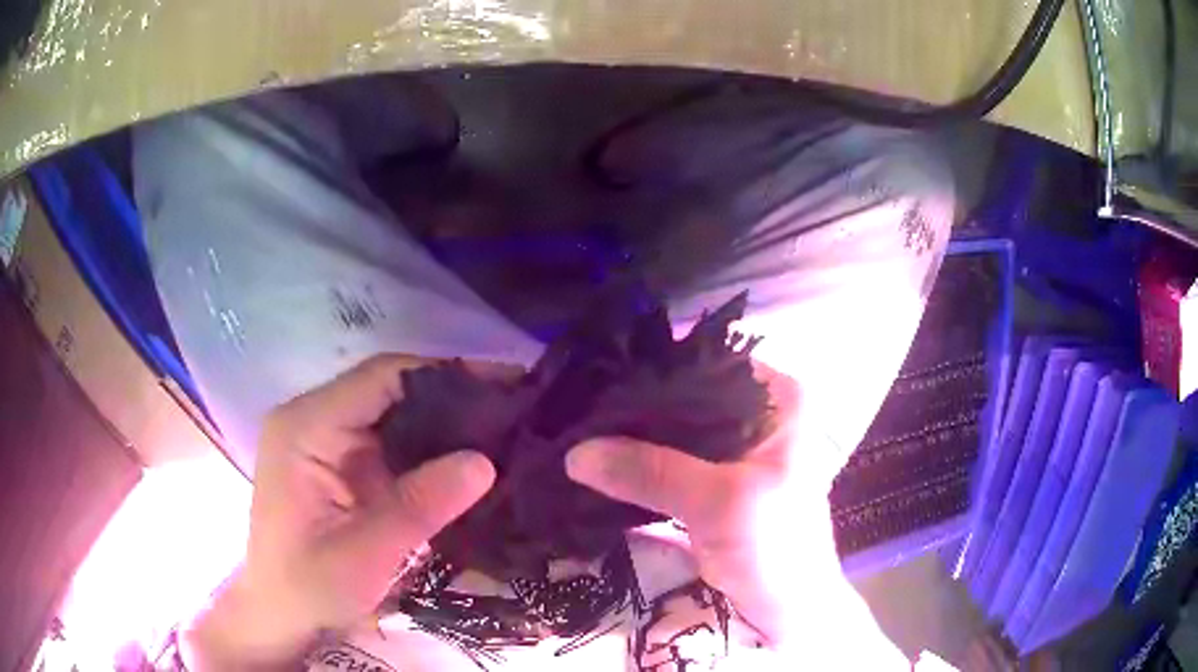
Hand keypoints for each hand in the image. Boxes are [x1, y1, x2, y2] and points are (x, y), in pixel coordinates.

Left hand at [184, 355, 495, 669]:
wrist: (281, 615)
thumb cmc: (309, 587)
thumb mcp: (363, 555)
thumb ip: (418, 507)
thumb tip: (485, 461)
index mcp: (306, 427)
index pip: (381, 377)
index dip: (446, 374)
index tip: (506, 385)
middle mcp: (314, 419)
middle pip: (390, 388)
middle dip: (453, 398)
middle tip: (516, 411)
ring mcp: (326, 440)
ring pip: (394, 413)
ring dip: (445, 423)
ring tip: (505, 432)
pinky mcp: (340, 462)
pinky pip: (391, 442)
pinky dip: (430, 449)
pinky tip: (468, 461)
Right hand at [566, 364, 908, 667]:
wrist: (787, 611)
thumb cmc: (777, 548)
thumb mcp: (720, 503)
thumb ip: (651, 472)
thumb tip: (576, 452)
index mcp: (779, 399)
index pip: (707, 364)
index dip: (655, 369)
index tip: (600, 378)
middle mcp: (758, 413)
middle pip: (686, 397)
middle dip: (637, 406)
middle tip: (579, 406)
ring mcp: (735, 449)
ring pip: (675, 430)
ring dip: (633, 437)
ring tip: (580, 428)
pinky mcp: (714, 482)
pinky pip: (669, 461)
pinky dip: (639, 464)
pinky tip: (600, 461)